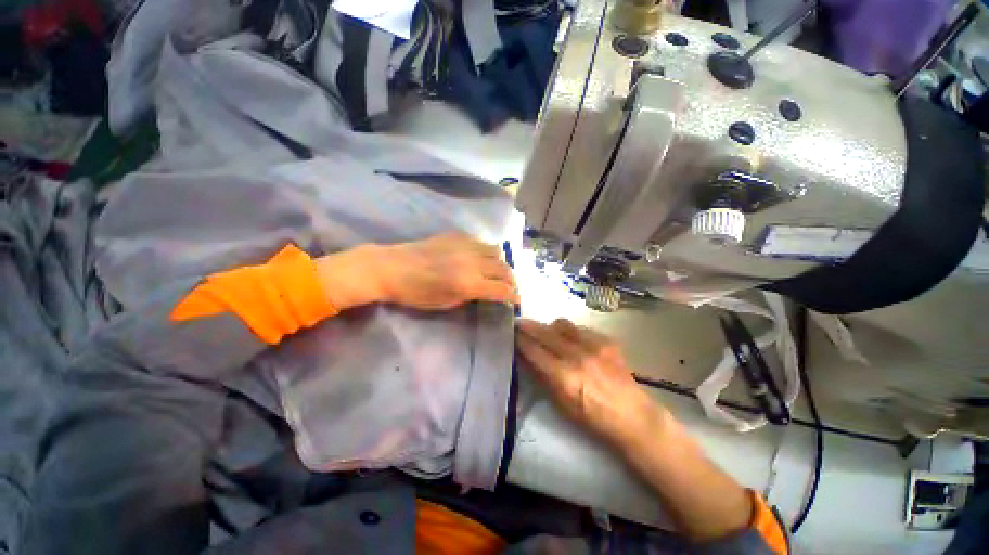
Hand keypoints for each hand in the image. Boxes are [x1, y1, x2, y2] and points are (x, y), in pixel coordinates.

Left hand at [375, 233, 518, 310]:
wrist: (391, 268)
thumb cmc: (416, 293)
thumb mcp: (446, 303)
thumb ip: (471, 295)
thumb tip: (486, 290)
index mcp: (469, 283)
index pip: (502, 289)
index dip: (513, 296)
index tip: (516, 300)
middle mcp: (472, 262)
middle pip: (503, 268)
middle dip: (511, 280)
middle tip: (509, 286)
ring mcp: (465, 245)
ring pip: (496, 250)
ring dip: (500, 263)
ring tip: (496, 270)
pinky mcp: (457, 235)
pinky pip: (481, 242)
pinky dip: (486, 251)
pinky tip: (479, 257)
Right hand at [516, 318, 671, 450]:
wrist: (631, 415)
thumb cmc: (592, 417)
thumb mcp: (560, 403)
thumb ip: (541, 377)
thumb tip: (526, 357)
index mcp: (563, 375)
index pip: (534, 350)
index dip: (520, 339)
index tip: (511, 332)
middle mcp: (577, 355)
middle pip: (545, 332)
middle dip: (528, 326)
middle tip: (519, 322)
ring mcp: (594, 345)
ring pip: (562, 324)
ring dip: (550, 327)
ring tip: (547, 332)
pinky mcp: (606, 340)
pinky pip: (580, 328)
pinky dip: (571, 332)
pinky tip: (572, 340)